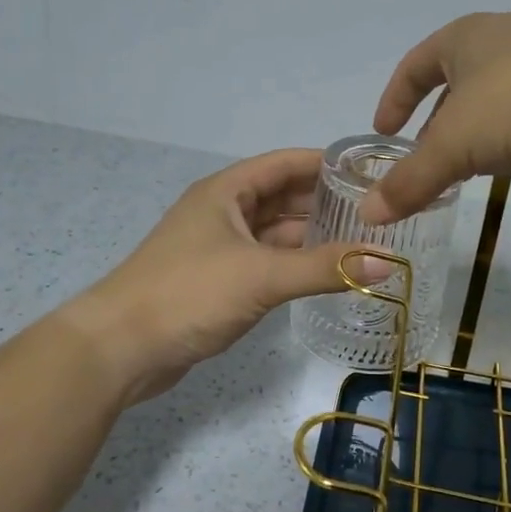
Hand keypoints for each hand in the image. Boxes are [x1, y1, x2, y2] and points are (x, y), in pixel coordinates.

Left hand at [68, 149, 384, 402]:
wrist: (121, 348)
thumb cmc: (189, 294)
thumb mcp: (261, 275)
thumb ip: (325, 268)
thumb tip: (388, 262)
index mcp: (226, 192)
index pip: (285, 163)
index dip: (326, 164)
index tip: (370, 171)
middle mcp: (223, 212)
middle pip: (282, 197)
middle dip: (326, 203)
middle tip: (377, 213)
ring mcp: (219, 248)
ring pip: (275, 233)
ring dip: (312, 236)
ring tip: (364, 242)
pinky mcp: (218, 282)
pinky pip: (266, 263)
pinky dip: (294, 265)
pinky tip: (326, 273)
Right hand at [360, 12, 510, 223]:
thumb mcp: (454, 145)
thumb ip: (411, 181)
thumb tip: (367, 215)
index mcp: (464, 39)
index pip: (413, 66)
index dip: (394, 99)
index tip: (383, 131)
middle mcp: (503, 41)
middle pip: (456, 84)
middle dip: (436, 124)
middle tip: (424, 164)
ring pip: (497, 101)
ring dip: (478, 134)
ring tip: (468, 171)